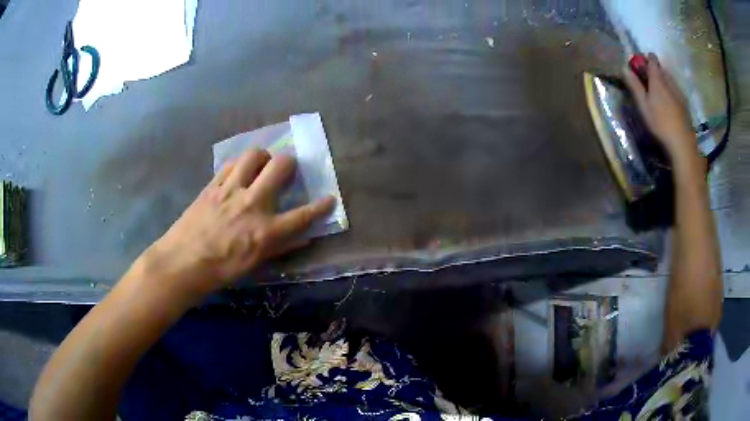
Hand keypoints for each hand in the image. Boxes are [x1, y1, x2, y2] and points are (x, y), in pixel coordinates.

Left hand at [137, 148, 334, 295]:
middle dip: (290, 163)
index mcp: (265, 230)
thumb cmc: (220, 270)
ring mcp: (231, 190)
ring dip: (262, 157)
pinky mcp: (213, 185)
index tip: (330, 198)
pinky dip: (239, 165)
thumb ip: (280, 247)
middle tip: (286, 170)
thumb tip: (303, 239)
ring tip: (260, 167)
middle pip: (280, 167)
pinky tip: (238, 174)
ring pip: (254, 155)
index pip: (302, 215)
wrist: (183, 262)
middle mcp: (252, 203)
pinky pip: (231, 164)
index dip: (321, 206)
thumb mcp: (254, 263)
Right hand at [623, 53, 698, 161]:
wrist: (682, 143)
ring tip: (658, 90)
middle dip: (654, 69)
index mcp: (658, 79)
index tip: (640, 63)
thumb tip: (624, 67)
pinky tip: (669, 102)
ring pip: (669, 79)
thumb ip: (634, 86)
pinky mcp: (685, 104)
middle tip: (648, 79)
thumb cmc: (660, 123)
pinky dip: (670, 90)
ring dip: (663, 80)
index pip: (652, 60)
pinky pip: (676, 90)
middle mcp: (669, 81)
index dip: (645, 58)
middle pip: (661, 68)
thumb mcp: (643, 105)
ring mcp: (679, 92)